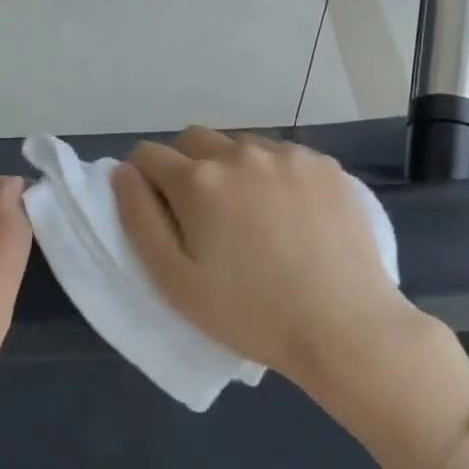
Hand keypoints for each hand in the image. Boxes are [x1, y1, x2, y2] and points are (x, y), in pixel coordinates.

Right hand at [112, 127, 426, 390]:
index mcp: (199, 180)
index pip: (148, 155)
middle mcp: (241, 152)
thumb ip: (139, 219)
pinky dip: (273, 175)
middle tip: (204, 218)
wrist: (345, 327)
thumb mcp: (175, 281)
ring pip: (241, 146)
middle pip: (194, 141)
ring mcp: (289, 155)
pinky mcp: (326, 165)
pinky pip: (283, 156)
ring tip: (252, 218)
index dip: (144, 181)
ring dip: (232, 169)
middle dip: (186, 168)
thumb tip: (123, 172)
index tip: (160, 213)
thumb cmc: (250, 314)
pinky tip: (291, 216)